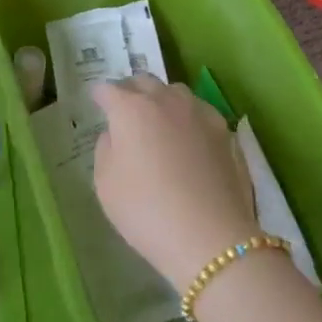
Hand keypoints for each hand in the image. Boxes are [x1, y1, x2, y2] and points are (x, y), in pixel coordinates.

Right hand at [92, 74, 258, 289]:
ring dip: (162, 99)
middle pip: (143, 82)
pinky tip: (189, 140)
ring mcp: (199, 112)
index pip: (108, 90)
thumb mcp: (105, 184)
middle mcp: (164, 100)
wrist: (211, 239)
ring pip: (175, 92)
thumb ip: (105, 149)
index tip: (97, 103)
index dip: (99, 96)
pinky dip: (188, 117)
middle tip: (126, 109)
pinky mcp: (225, 131)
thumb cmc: (146, 211)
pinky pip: (199, 112)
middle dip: (131, 90)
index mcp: (130, 109)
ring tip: (160, 122)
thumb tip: (116, 133)